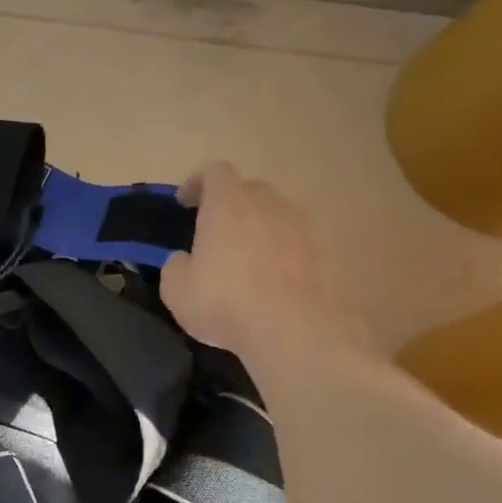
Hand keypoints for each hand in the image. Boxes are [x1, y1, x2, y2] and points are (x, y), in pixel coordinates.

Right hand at [160, 164, 367, 358]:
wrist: (295, 330)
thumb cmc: (224, 301)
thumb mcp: (176, 289)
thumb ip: (175, 266)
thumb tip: (184, 259)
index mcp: (228, 204)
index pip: (215, 173)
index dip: (198, 183)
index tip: (184, 202)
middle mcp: (268, 205)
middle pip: (250, 190)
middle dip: (231, 205)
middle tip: (215, 232)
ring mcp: (302, 228)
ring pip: (276, 216)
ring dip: (259, 230)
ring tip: (245, 261)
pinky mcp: (326, 254)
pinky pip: (296, 244)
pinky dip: (281, 255)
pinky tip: (270, 284)